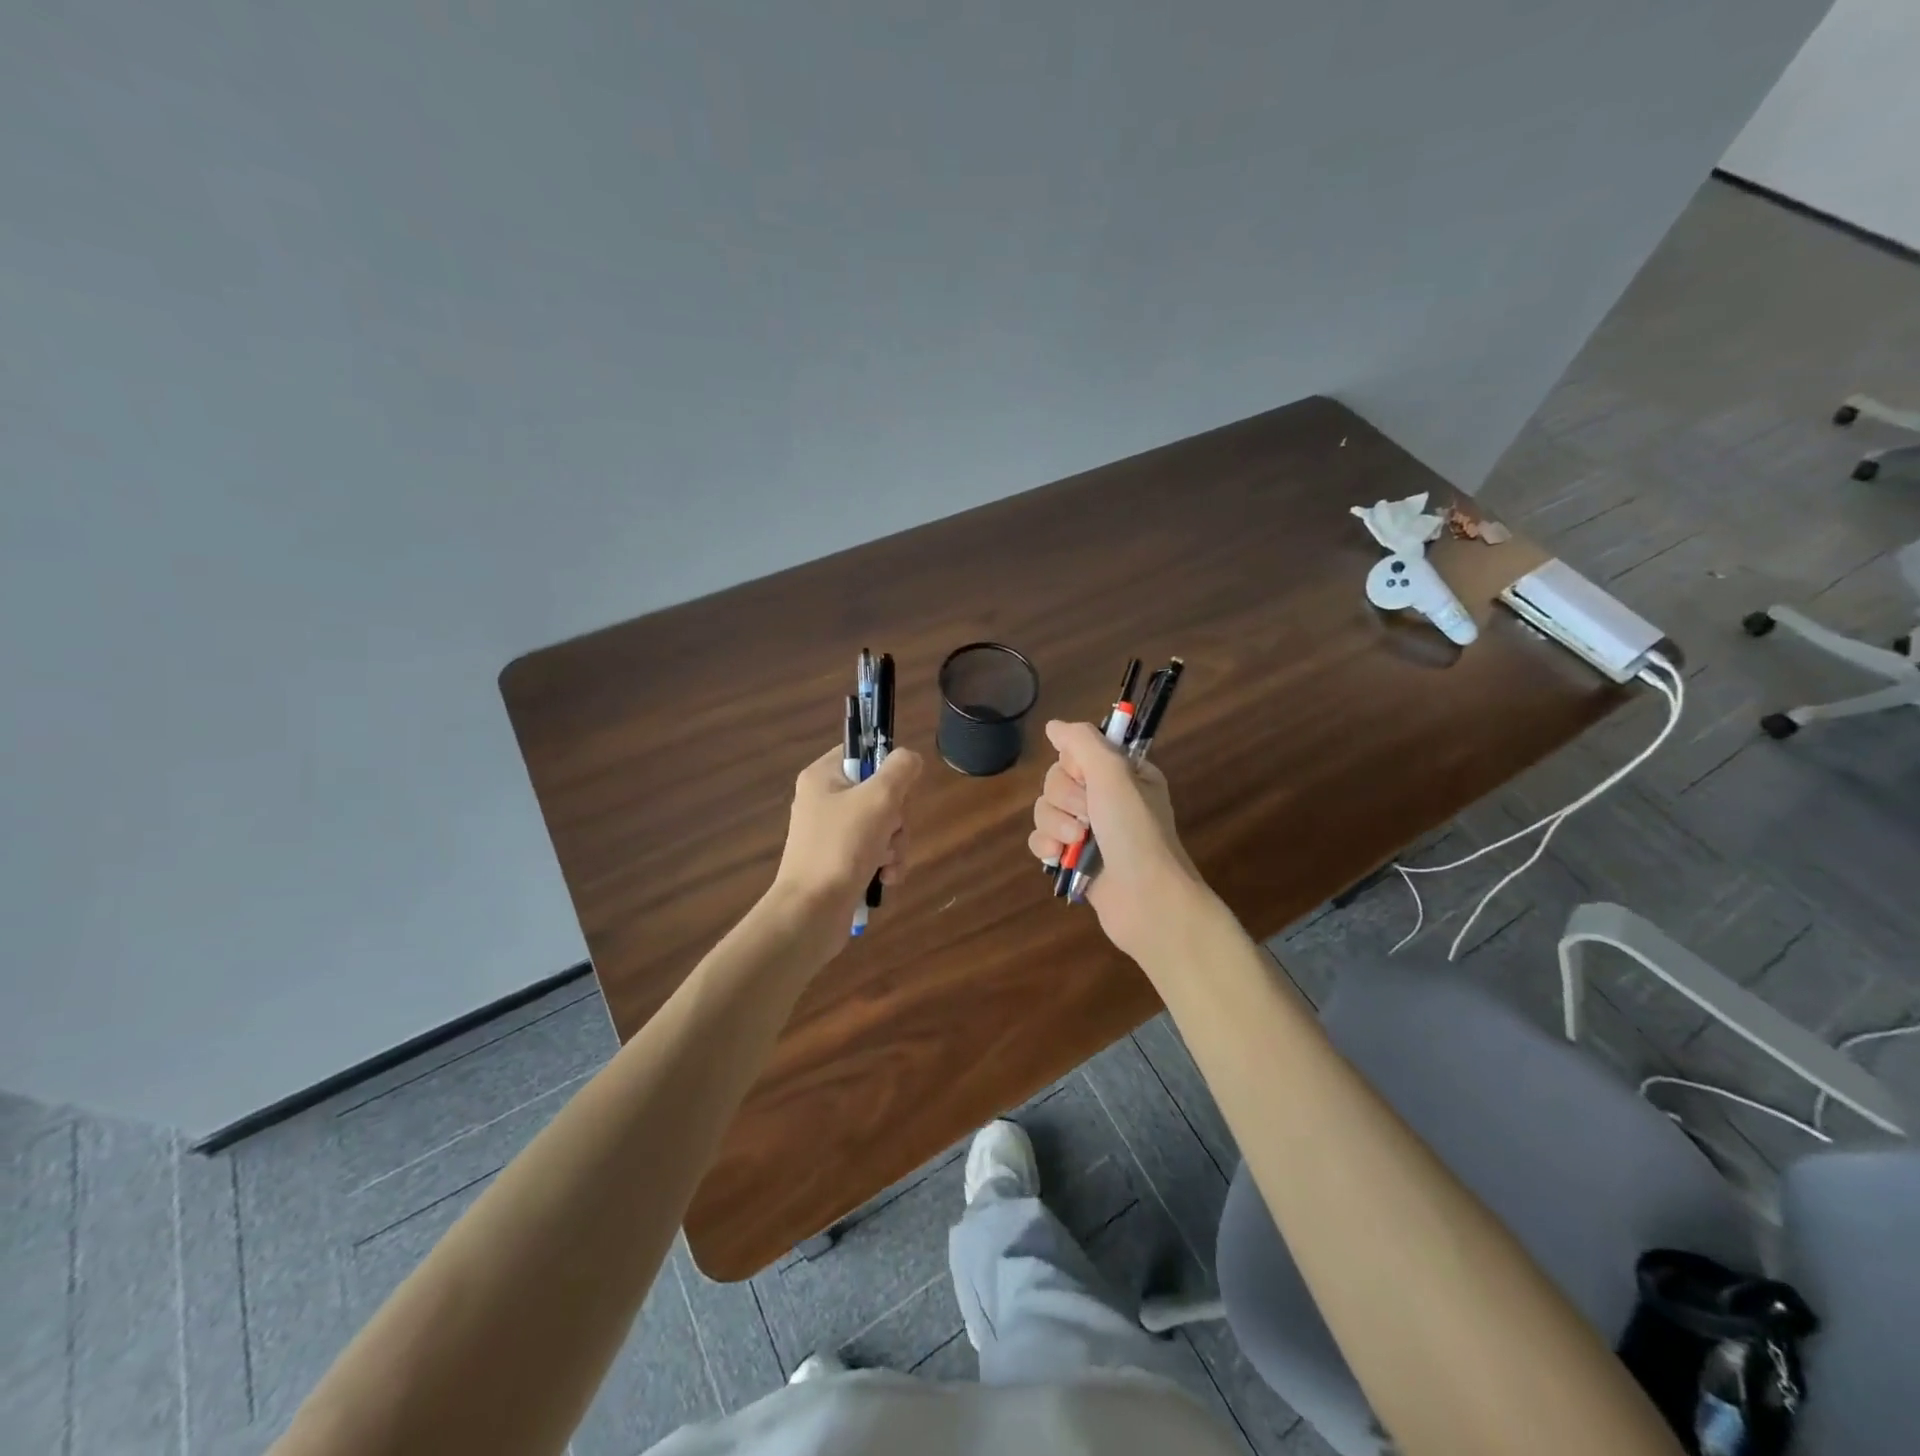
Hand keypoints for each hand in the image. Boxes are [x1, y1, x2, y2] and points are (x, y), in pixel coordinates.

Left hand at [774, 745, 921, 918]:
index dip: (887, 768)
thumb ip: (900, 770)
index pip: (862, 752)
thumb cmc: (842, 847)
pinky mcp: (839, 863)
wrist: (811, 913)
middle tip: (891, 831)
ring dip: (895, 844)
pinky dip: (885, 864)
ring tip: (887, 863)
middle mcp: (824, 801)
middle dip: (896, 818)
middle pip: (879, 793)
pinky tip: (886, 879)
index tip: (898, 789)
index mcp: (823, 777)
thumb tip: (910, 758)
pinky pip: (874, 852)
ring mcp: (831, 834)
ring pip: (882, 825)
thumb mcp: (879, 799)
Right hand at [1028, 720, 1204, 960]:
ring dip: (1056, 825)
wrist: (1146, 900)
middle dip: (1064, 799)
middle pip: (1056, 781)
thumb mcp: (1114, 774)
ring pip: (1045, 810)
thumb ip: (1082, 742)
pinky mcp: (1074, 859)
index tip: (1087, 779)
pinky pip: (1041, 839)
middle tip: (1088, 817)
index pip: (1076, 752)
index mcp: (1122, 774)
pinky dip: (1047, 847)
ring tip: (1077, 843)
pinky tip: (1059, 858)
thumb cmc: (1135, 832)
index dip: (1074, 766)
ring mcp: (1089, 831)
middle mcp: (1106, 799)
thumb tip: (1053, 725)